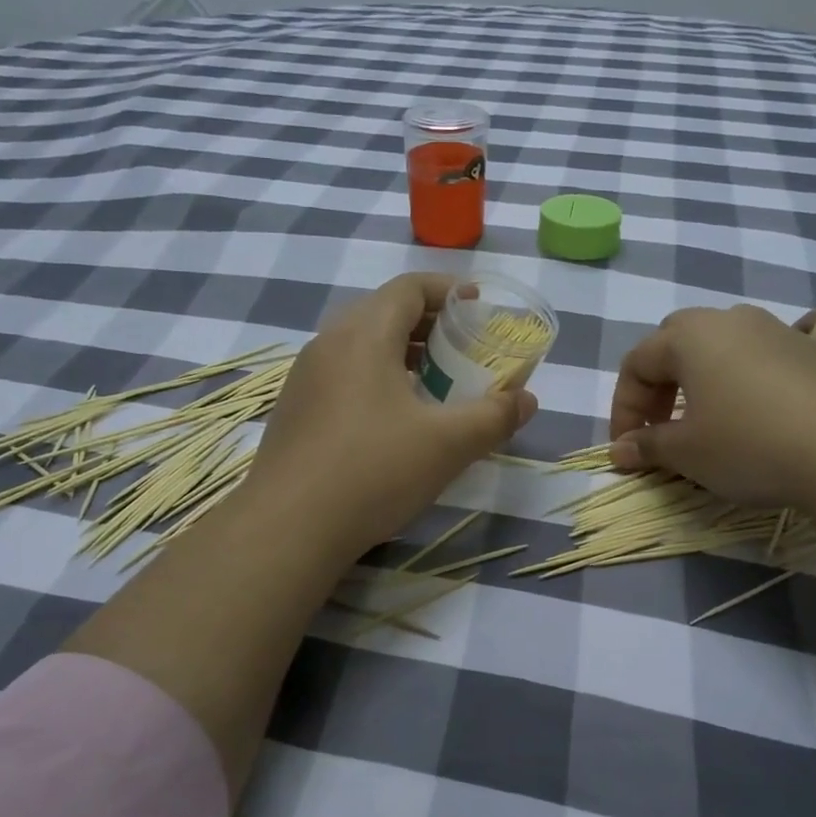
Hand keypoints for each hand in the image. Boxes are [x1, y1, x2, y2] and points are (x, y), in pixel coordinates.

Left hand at [247, 273, 537, 558]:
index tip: (479, 306)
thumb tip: (527, 400)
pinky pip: (343, 374)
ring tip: (435, 381)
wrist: (288, 528)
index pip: (408, 288)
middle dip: (429, 323)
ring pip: (361, 345)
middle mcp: (328, 344)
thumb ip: (494, 416)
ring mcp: (305, 378)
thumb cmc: (373, 471)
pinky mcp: (295, 410)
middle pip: (383, 312)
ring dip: (402, 352)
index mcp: (363, 335)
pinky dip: (377, 377)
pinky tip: (395, 418)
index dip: (448, 290)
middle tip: (463, 347)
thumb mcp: (447, 444)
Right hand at [607, 302, 815, 506]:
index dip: (624, 407)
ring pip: (734, 333)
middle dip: (662, 382)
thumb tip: (620, 450)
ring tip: (715, 404)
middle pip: (678, 340)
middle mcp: (732, 320)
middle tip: (663, 427)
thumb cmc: (749, 445)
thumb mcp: (686, 453)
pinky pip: (810, 329)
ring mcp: (783, 329)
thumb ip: (648, 446)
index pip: (637, 365)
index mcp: (688, 337)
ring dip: (714, 364)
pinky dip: (799, 338)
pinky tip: (798, 351)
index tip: (627, 448)